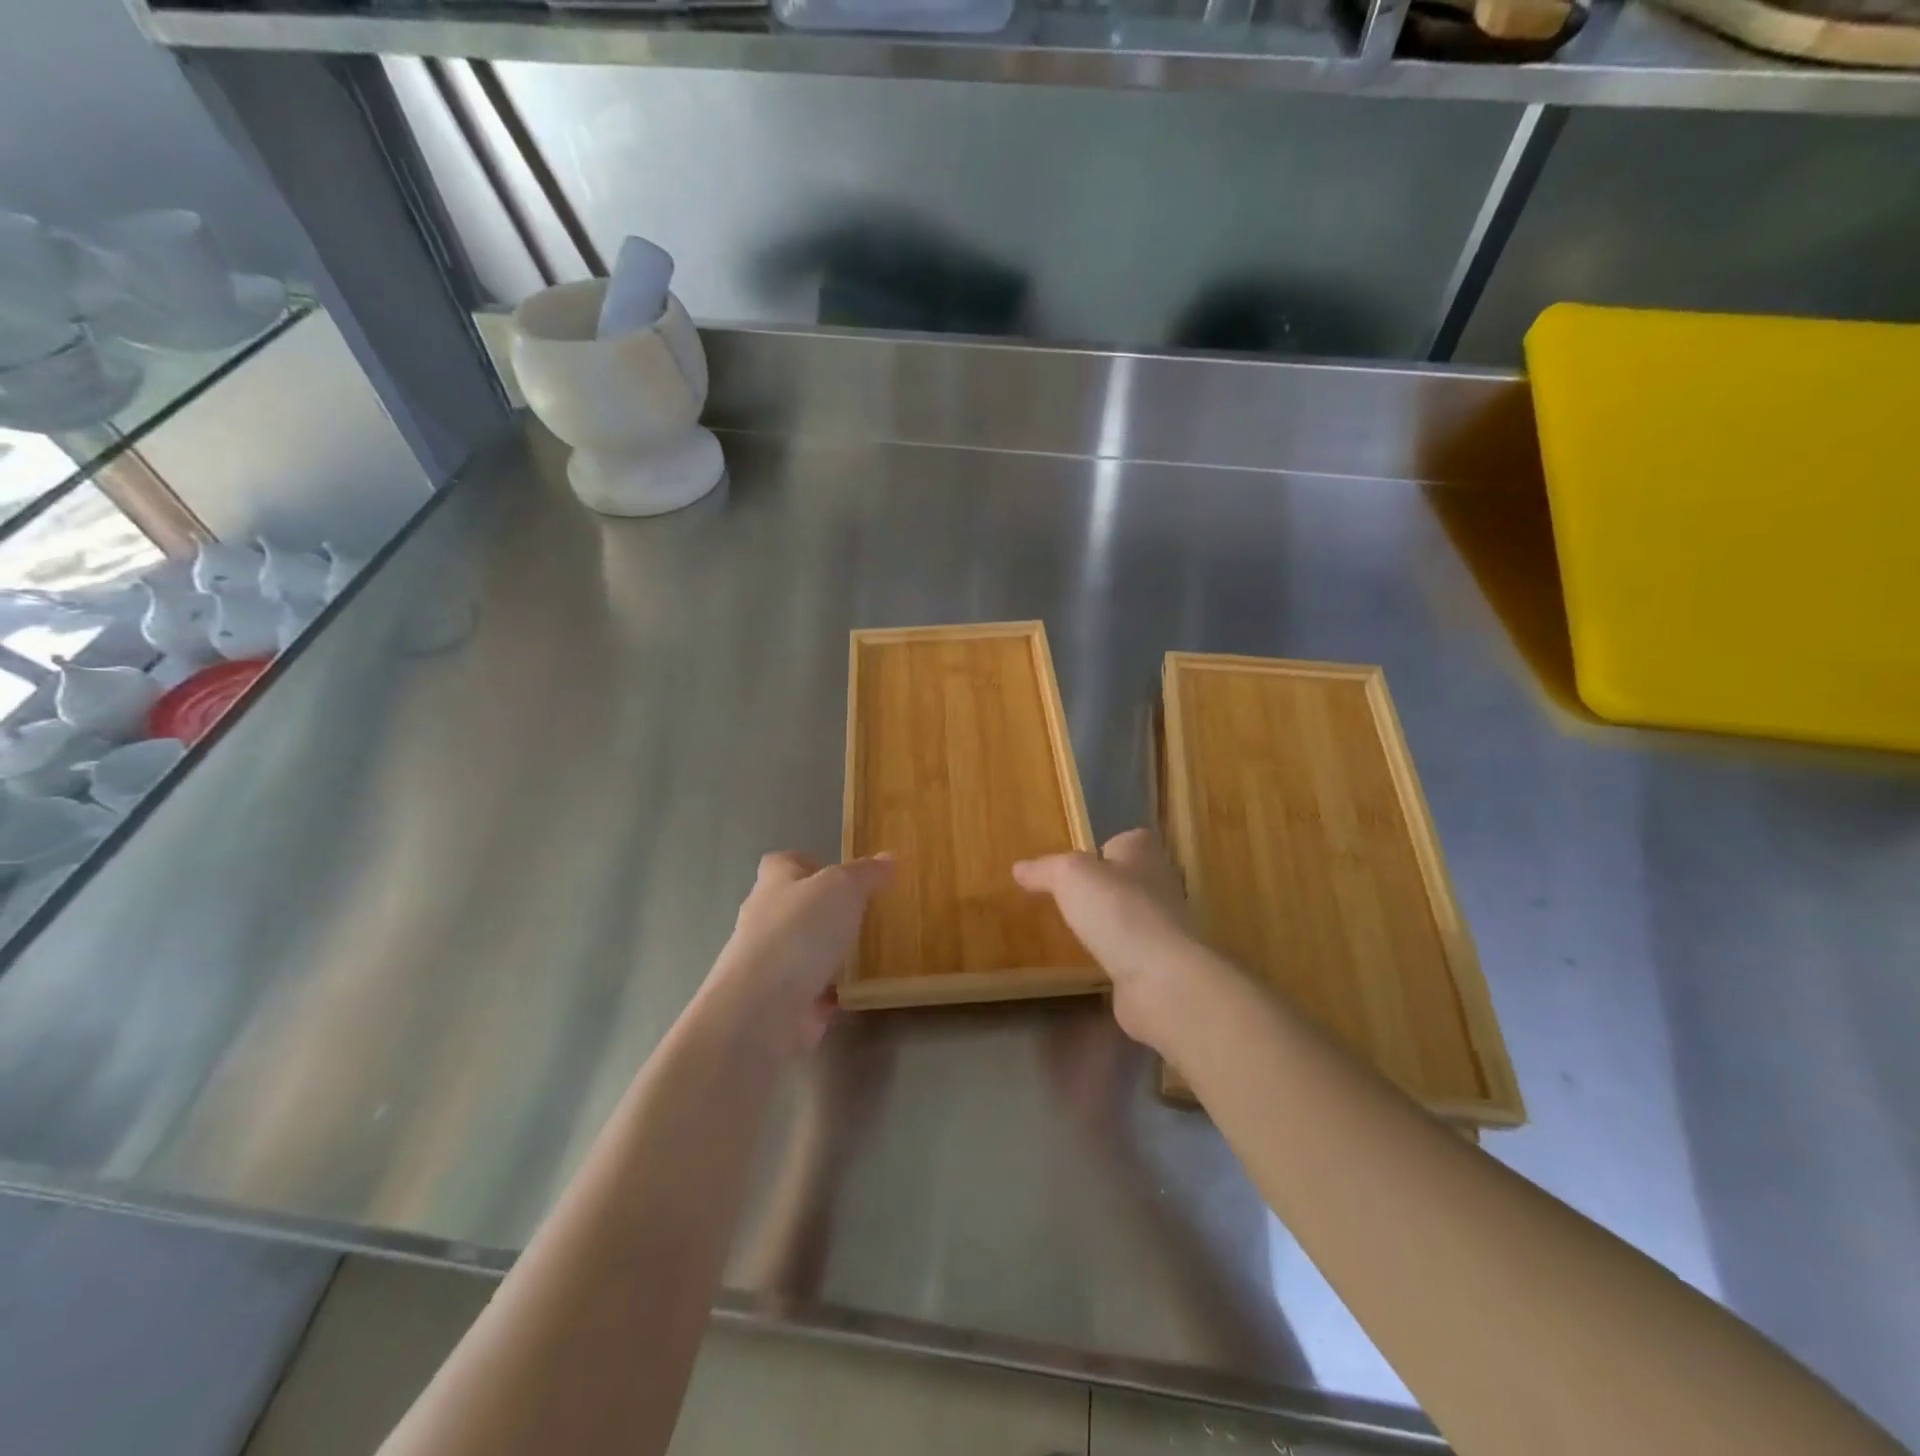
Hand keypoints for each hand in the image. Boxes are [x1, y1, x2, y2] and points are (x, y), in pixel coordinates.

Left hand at [707, 851, 894, 1050]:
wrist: (763, 1012)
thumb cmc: (799, 933)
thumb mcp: (842, 888)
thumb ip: (866, 873)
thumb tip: (889, 858)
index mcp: (773, 886)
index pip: (782, 864)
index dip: (807, 862)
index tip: (838, 869)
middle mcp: (766, 923)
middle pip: (794, 907)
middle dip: (825, 908)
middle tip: (866, 908)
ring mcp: (773, 967)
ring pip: (806, 951)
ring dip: (831, 951)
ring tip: (873, 947)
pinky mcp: (785, 1005)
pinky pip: (816, 992)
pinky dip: (836, 990)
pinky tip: (864, 988)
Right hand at [1014, 829, 1223, 1052]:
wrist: (1162, 979)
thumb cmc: (1118, 911)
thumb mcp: (1070, 876)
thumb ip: (1045, 869)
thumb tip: (1020, 868)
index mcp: (1143, 853)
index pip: (1126, 840)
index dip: (1103, 847)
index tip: (1078, 862)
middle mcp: (1159, 884)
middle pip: (1129, 878)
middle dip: (1104, 887)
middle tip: (1068, 897)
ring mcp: (1163, 927)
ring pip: (1130, 916)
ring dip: (1109, 923)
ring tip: (1075, 930)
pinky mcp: (1160, 964)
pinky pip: (1131, 952)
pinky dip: (1115, 955)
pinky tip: (1092, 963)